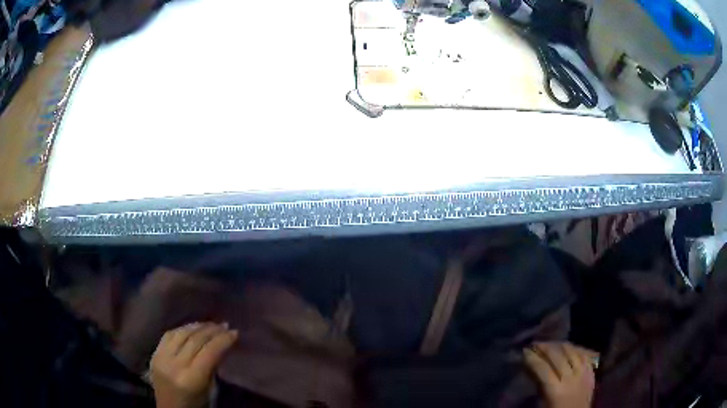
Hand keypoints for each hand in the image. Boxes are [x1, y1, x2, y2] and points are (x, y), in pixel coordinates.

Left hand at [151, 322, 237, 407]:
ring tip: (210, 324)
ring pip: (181, 334)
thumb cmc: (196, 405)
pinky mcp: (154, 354)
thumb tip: (221, 346)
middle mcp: (175, 365)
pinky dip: (182, 329)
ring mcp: (162, 358)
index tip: (234, 332)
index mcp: (191, 379)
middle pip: (195, 340)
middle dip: (212, 331)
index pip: (209, 352)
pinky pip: (168, 335)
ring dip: (197, 326)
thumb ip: (213, 367)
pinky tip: (192, 328)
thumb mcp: (209, 390)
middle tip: (225, 325)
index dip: (223, 340)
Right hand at [524, 342, 597, 407]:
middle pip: (558, 356)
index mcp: (556, 389)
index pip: (543, 368)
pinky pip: (584, 355)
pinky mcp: (591, 372)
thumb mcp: (543, 404)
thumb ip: (540, 387)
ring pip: (573, 352)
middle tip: (536, 343)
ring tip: (552, 343)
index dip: (533, 358)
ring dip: (561, 345)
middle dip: (546, 347)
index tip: (525, 351)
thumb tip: (533, 371)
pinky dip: (576, 349)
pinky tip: (570, 348)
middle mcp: (570, 377)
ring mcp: (583, 373)